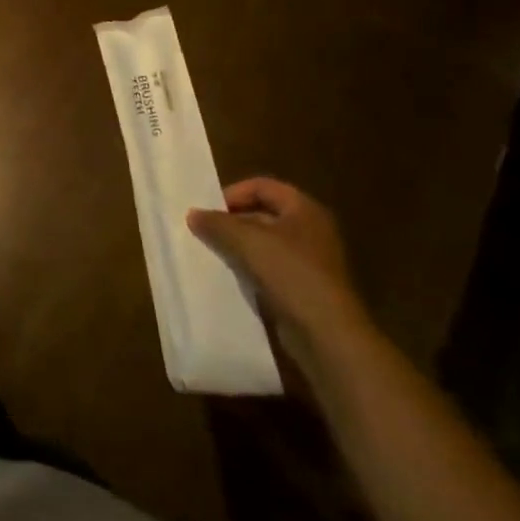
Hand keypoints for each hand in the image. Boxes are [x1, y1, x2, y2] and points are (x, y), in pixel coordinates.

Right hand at [189, 178, 369, 363]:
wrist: (327, 334)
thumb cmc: (290, 273)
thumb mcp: (247, 241)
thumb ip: (217, 224)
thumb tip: (192, 214)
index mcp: (304, 209)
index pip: (262, 186)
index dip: (233, 193)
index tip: (208, 210)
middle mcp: (310, 230)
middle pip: (263, 214)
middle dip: (232, 221)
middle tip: (205, 232)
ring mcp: (309, 261)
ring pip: (264, 244)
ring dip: (238, 247)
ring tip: (212, 254)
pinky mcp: (303, 288)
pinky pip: (269, 269)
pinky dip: (249, 269)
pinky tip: (230, 278)